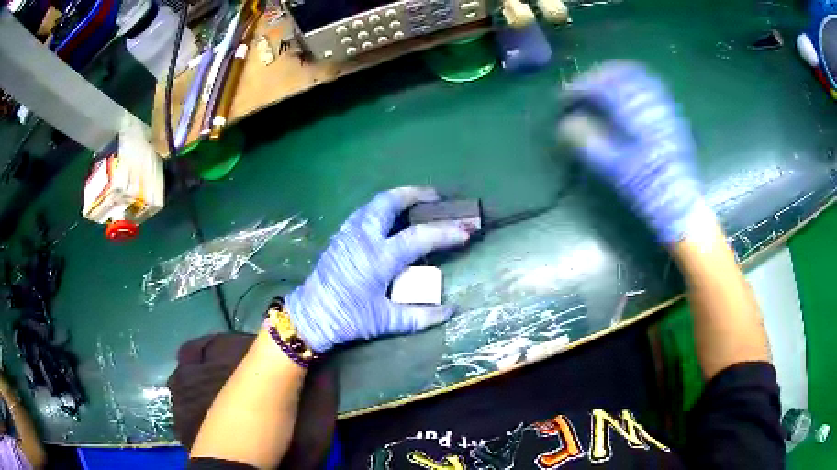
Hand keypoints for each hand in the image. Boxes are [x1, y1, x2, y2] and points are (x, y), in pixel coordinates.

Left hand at [285, 187, 471, 352]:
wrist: (311, 315)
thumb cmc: (349, 318)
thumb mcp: (386, 321)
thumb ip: (421, 317)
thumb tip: (451, 310)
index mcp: (379, 258)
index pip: (419, 237)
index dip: (445, 232)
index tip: (464, 232)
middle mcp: (364, 238)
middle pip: (390, 202)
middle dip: (415, 194)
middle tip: (435, 197)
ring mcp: (349, 233)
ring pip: (375, 202)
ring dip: (398, 197)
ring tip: (416, 201)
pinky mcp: (341, 235)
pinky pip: (365, 211)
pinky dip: (382, 206)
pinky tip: (390, 216)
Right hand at [562, 61, 711, 243]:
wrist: (680, 204)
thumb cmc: (646, 188)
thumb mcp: (612, 168)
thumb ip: (587, 141)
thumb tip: (564, 125)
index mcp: (633, 114)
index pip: (599, 87)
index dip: (577, 89)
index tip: (562, 99)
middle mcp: (649, 102)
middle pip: (617, 73)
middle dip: (593, 77)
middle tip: (579, 90)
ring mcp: (662, 106)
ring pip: (635, 75)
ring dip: (612, 75)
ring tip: (598, 86)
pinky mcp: (670, 114)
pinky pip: (649, 85)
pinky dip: (631, 82)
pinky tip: (624, 93)